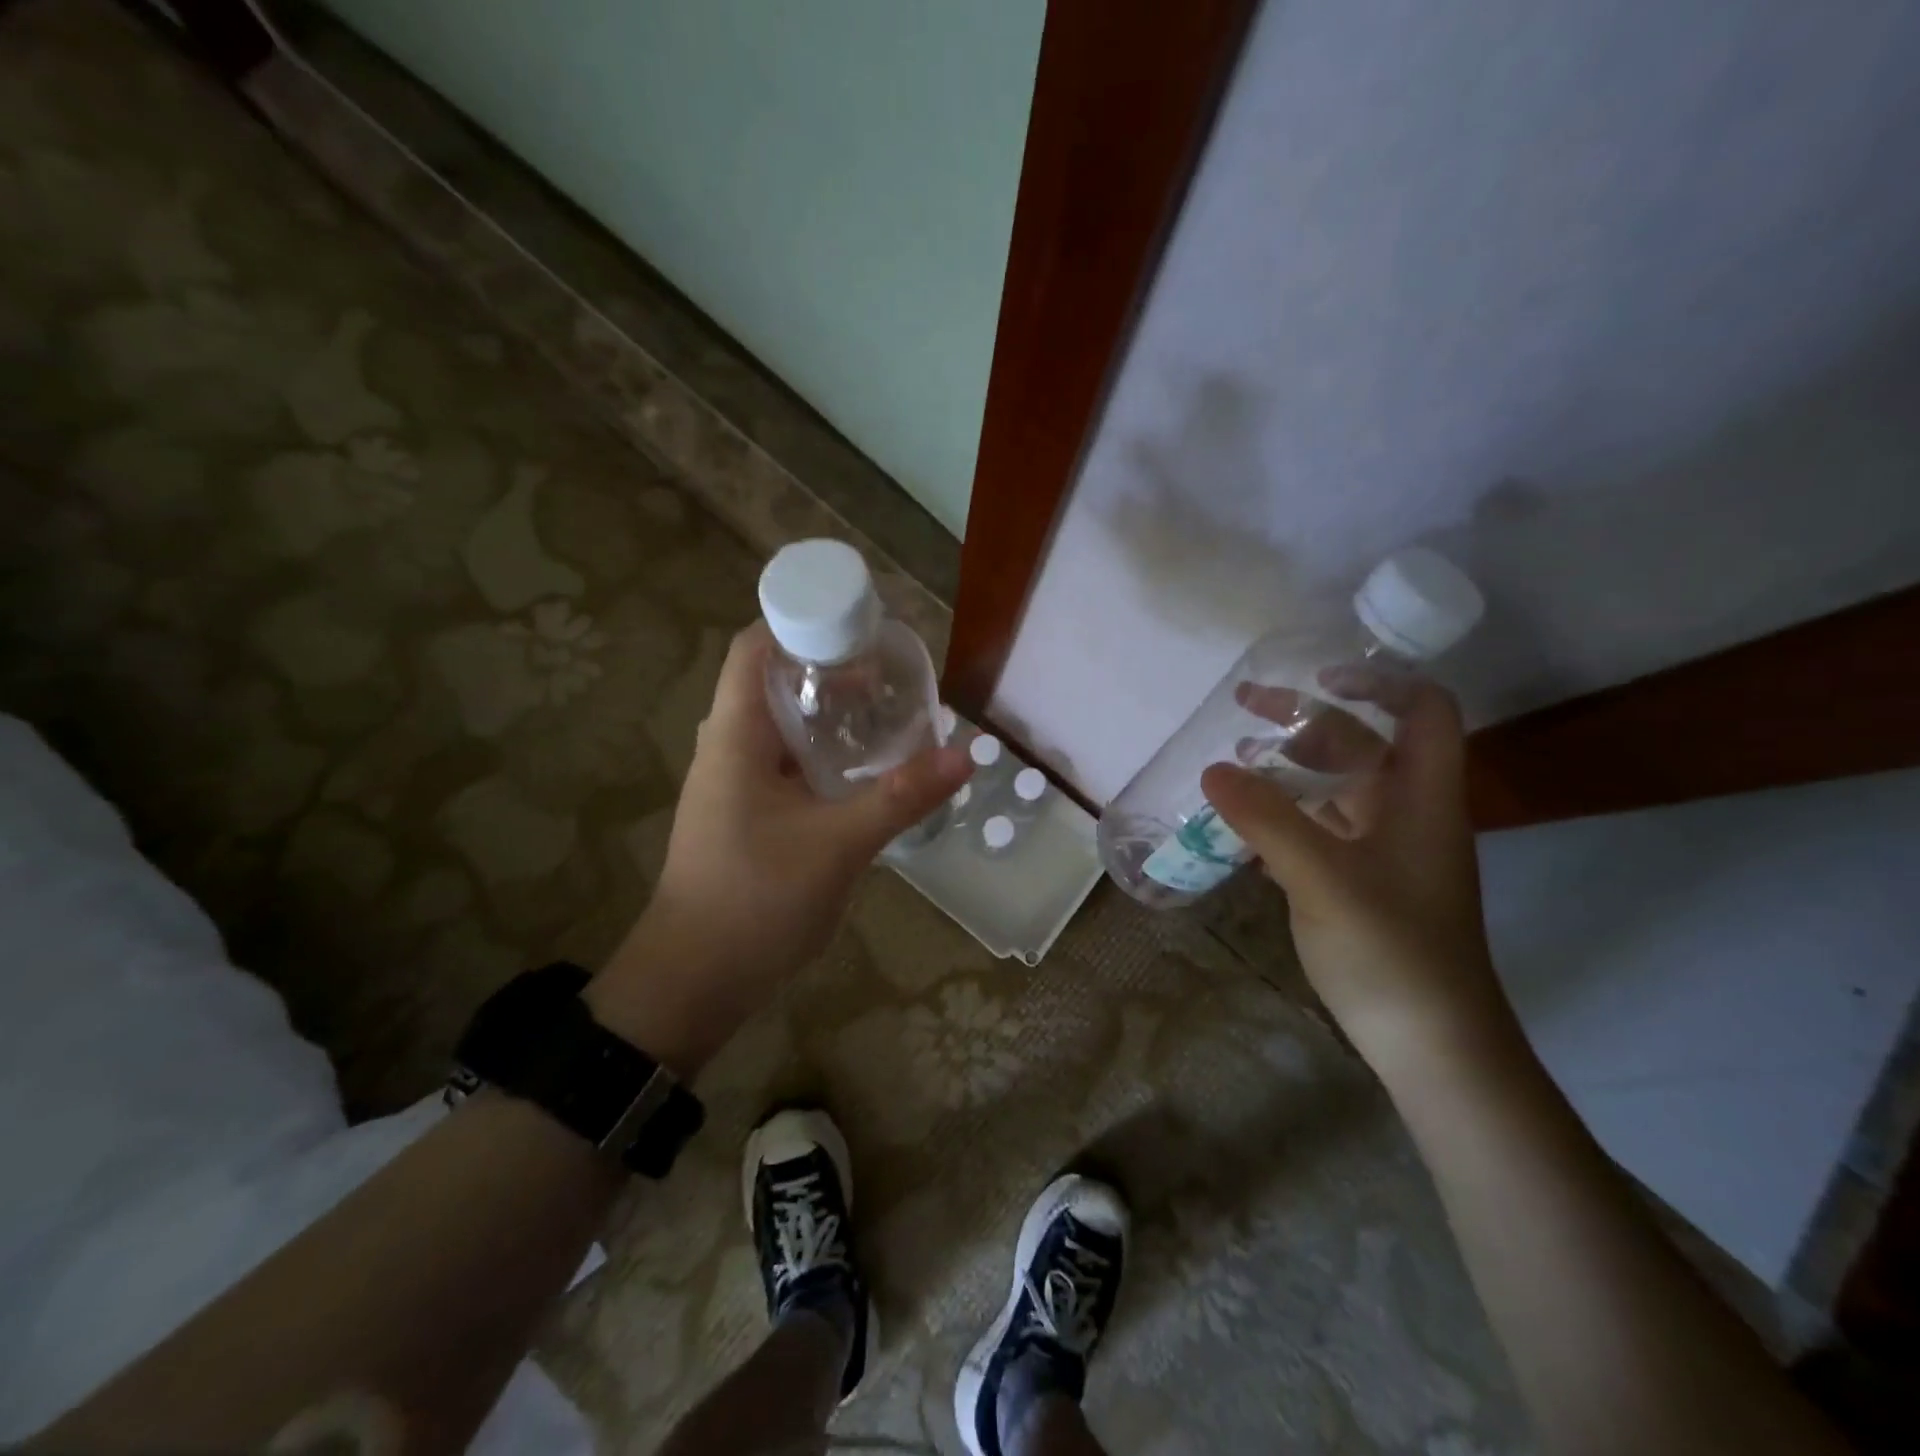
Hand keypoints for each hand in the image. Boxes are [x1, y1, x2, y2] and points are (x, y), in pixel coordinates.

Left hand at [591, 623, 969, 1070]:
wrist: (694, 980)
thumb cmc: (756, 900)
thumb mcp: (838, 845)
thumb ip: (901, 796)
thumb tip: (965, 754)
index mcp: (735, 736)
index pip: (755, 648)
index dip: (800, 622)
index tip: (857, 625)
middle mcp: (728, 748)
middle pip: (772, 682)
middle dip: (826, 669)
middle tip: (886, 674)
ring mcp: (733, 784)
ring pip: (781, 727)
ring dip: (826, 714)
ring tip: (883, 712)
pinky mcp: (745, 815)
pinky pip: (785, 765)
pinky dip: (821, 754)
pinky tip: (860, 769)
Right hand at [1201, 668, 1510, 1059]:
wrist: (1433, 1047)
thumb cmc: (1392, 952)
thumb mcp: (1322, 878)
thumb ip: (1266, 820)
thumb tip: (1212, 769)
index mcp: (1420, 797)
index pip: (1423, 711)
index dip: (1378, 681)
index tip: (1316, 676)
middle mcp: (1407, 814)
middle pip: (1363, 744)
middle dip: (1306, 720)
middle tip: (1243, 710)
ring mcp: (1384, 851)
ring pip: (1337, 788)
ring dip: (1289, 768)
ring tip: (1232, 763)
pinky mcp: (1362, 883)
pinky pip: (1320, 829)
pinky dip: (1284, 814)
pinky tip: (1241, 824)